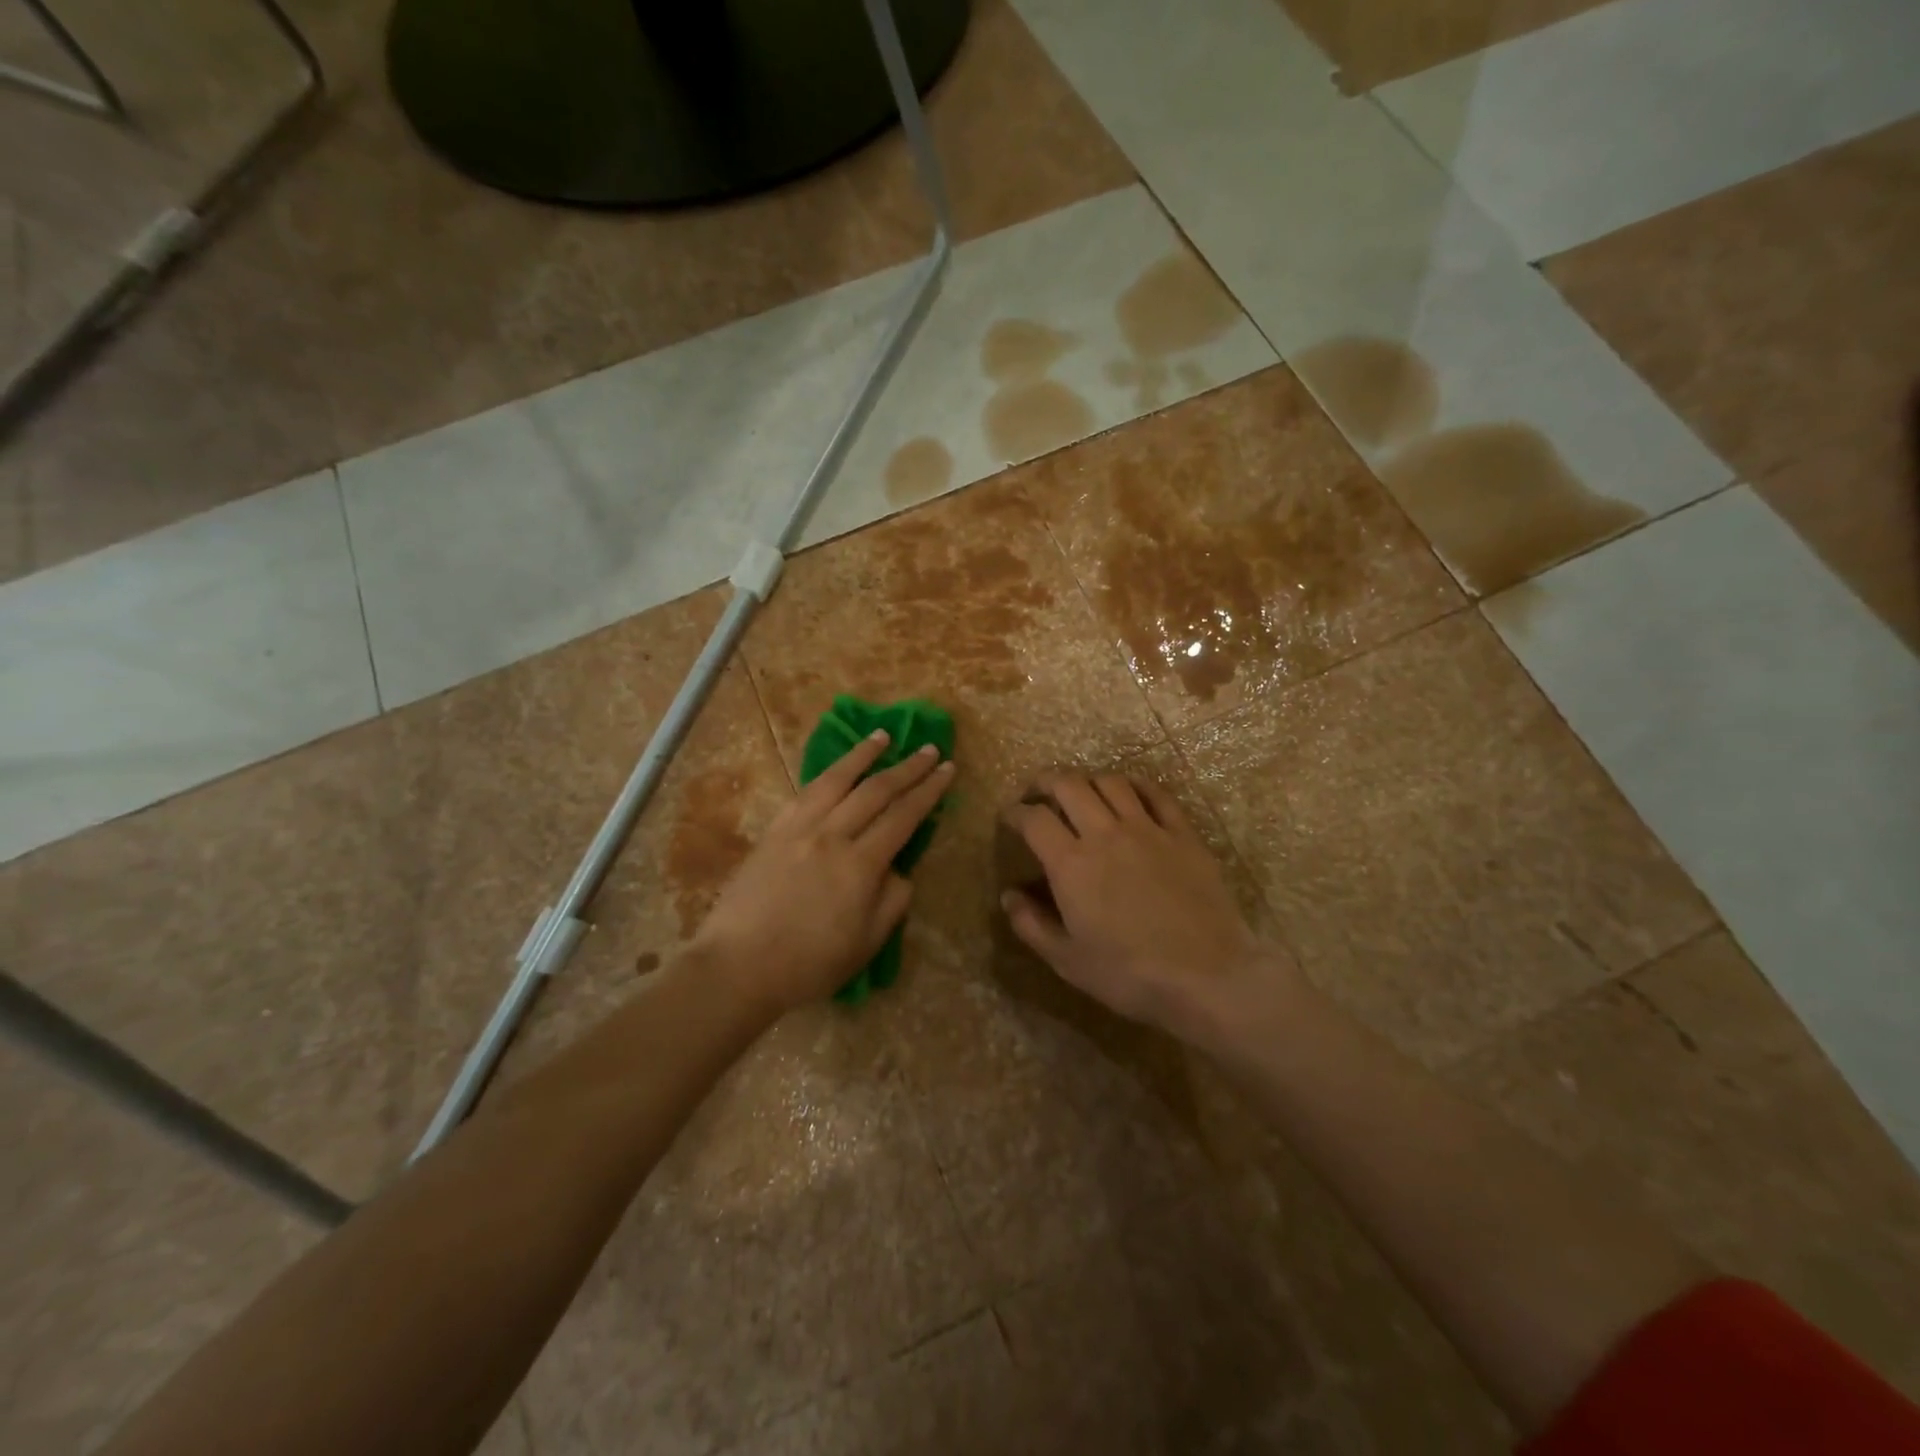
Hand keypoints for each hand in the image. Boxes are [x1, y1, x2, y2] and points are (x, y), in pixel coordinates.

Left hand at [691, 730, 953, 1015]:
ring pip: (837, 780)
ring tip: (883, 736)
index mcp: (860, 866)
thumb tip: (899, 871)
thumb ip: (892, 902)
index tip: (947, 769)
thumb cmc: (809, 964)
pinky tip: (836, 770)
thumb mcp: (867, 943)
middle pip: (876, 791)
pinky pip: (805, 793)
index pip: (904, 816)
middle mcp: (832, 836)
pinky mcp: (773, 831)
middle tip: (930, 749)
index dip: (929, 791)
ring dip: (863, 755)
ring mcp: (798, 828)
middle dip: (907, 767)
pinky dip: (827, 775)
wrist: (738, 966)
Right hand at [1000, 771, 1297, 1050]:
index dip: (1015, 812)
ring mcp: (1148, 829)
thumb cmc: (1129, 974)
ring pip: (1111, 782)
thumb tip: (1008, 895)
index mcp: (1071, 864)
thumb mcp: (1068, 961)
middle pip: (1069, 785)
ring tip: (1082, 791)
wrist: (1207, 977)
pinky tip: (1130, 790)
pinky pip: (1157, 794)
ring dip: (1089, 780)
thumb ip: (1031, 925)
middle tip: (1038, 791)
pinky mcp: (1183, 835)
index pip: (1034, 819)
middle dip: (1045, 781)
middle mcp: (1105, 834)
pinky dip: (1137, 784)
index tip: (1009, 815)